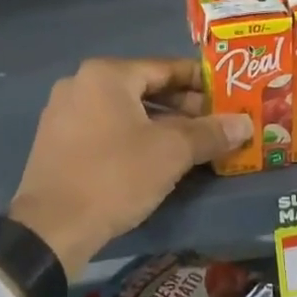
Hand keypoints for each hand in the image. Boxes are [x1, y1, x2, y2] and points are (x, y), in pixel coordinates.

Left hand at [9, 57, 251, 278]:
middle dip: (183, 106)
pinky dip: (133, 137)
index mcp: (107, 74)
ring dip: (160, 124)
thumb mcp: (171, 153)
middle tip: (215, 124)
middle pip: (144, 87)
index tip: (228, 95)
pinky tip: (155, 159)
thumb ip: (210, 133)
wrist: (51, 229)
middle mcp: (81, 83)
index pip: (166, 67)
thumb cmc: (115, 176)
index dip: (201, 82)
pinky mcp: (56, 141)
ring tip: (192, 144)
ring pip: (125, 110)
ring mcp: (64, 112)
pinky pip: (105, 128)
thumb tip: (246, 124)